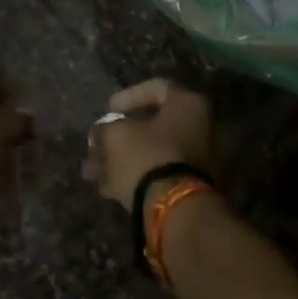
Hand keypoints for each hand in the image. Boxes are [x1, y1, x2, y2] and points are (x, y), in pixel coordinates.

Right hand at [84, 79, 214, 209]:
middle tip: (97, 145)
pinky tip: (108, 189)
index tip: (109, 110)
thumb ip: (107, 128)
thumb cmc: (147, 157)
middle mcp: (205, 127)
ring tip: (93, 173)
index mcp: (191, 104)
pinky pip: (164, 175)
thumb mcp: (116, 135)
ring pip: (156, 154)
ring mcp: (204, 160)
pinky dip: (138, 178)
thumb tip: (104, 131)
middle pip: (156, 126)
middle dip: (122, 136)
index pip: (158, 88)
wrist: (176, 210)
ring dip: (124, 160)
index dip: (129, 96)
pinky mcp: (198, 188)